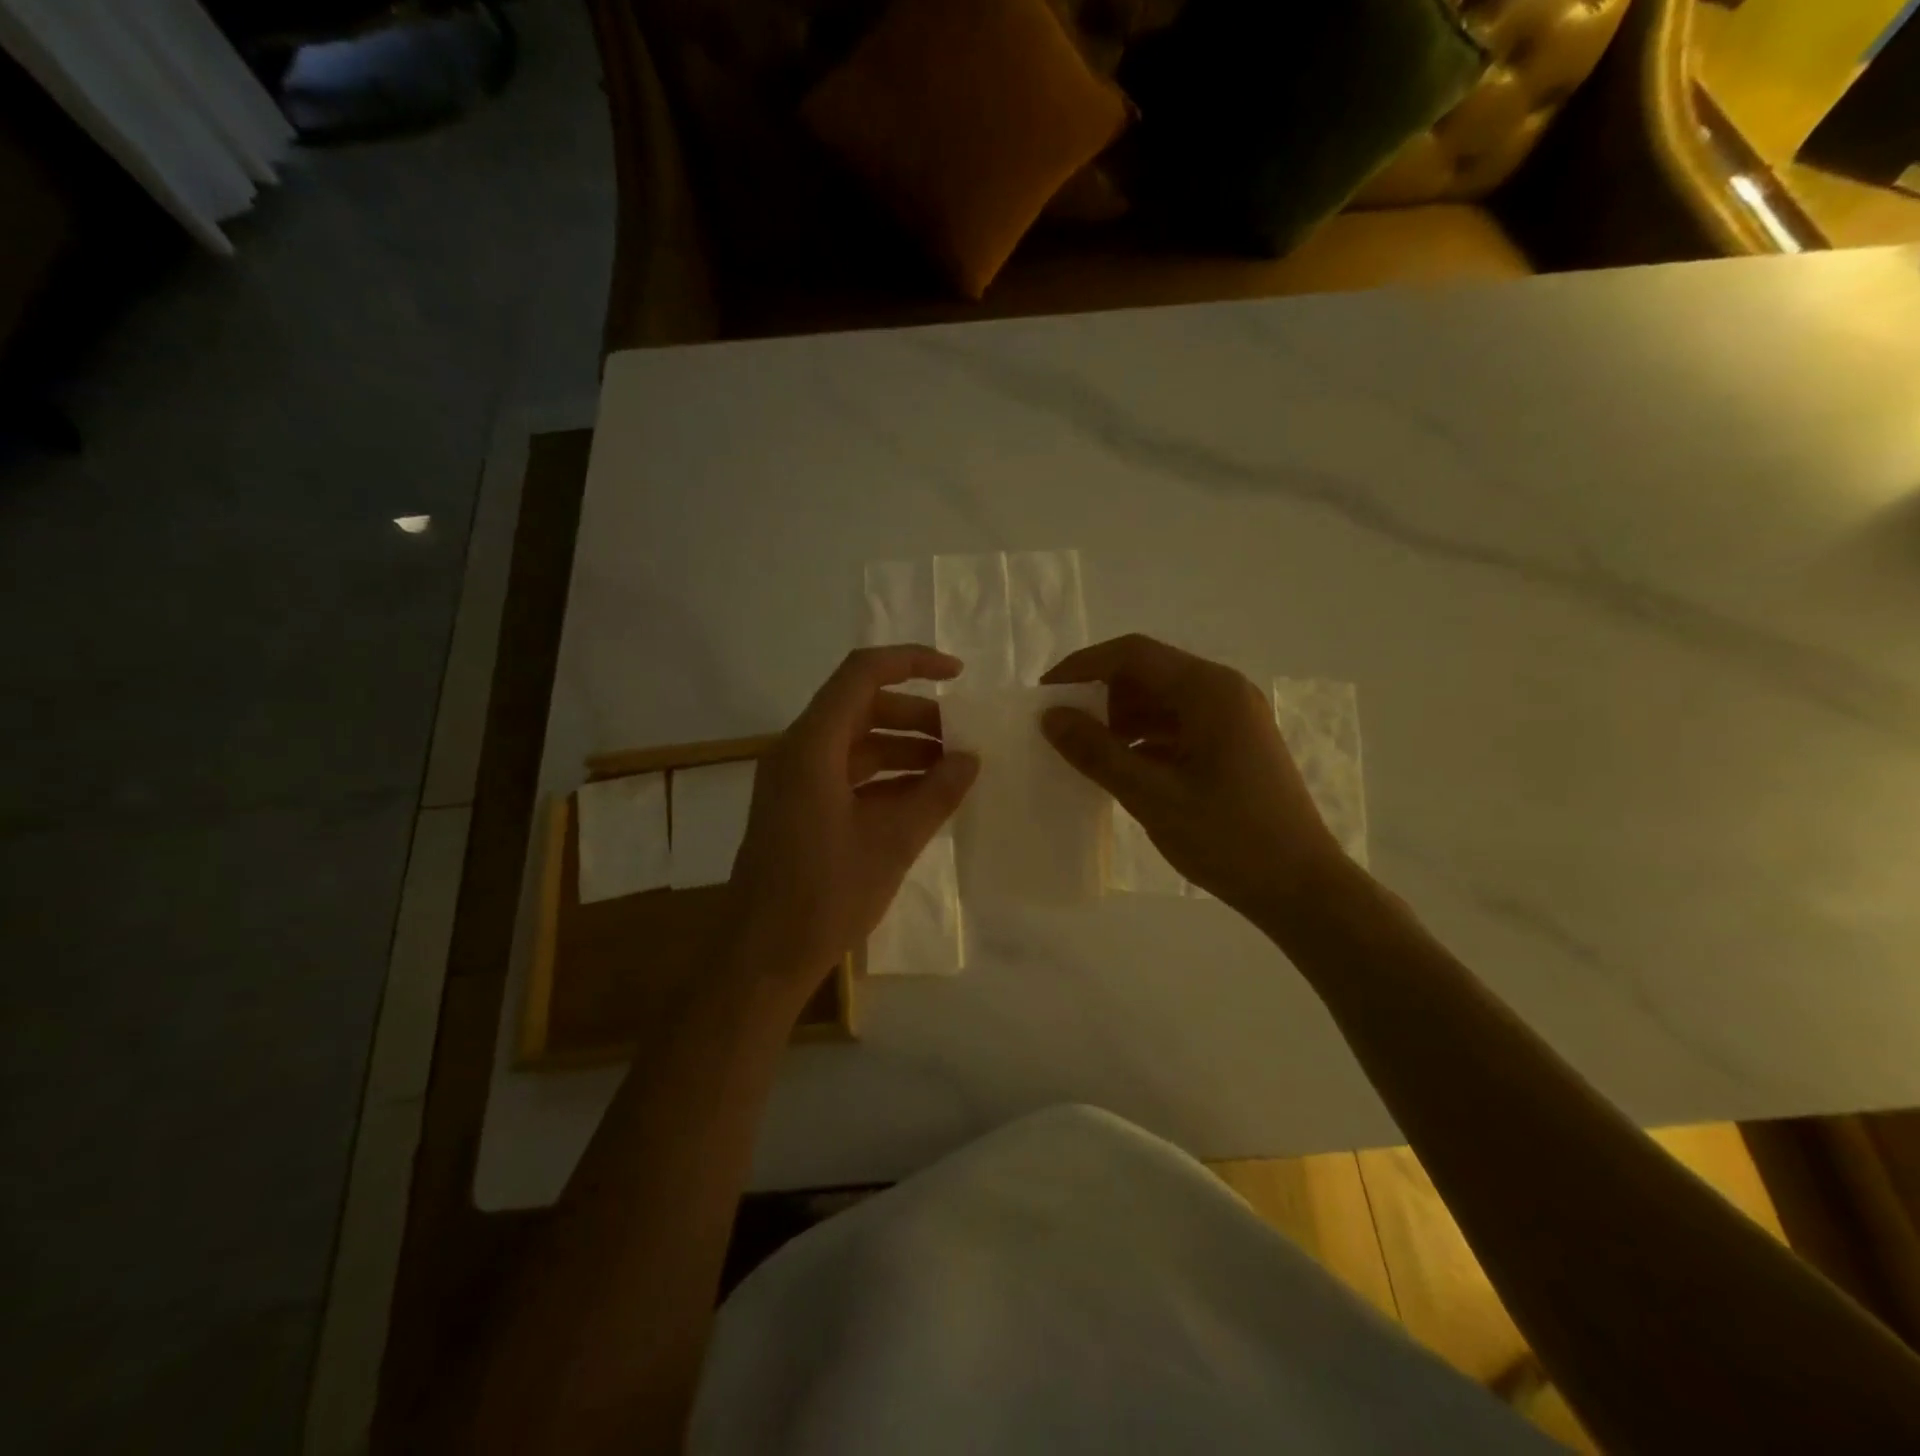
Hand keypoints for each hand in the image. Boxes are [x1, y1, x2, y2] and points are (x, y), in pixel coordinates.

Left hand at [727, 646, 978, 1003]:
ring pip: (856, 743)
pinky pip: (847, 774)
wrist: (762, 958)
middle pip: (861, 708)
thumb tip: (971, 759)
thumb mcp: (892, 842)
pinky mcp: (798, 808)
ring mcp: (795, 781)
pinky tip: (922, 799)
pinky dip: (885, 778)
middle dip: (916, 716)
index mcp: (812, 747)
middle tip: (962, 739)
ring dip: (903, 749)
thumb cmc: (824, 896)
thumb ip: (936, 794)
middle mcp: (798, 752)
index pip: (862, 675)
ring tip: (952, 771)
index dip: (912, 662)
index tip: (959, 675)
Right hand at [1040, 634, 1344, 922]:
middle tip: (1063, 727)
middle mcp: (1223, 691)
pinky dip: (1144, 738)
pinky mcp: (1233, 744)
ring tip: (1086, 751)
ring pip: (1161, 700)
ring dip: (1120, 718)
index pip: (1133, 654)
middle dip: (1100, 694)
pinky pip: (1177, 725)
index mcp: (1209, 690)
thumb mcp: (1153, 796)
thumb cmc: (1229, 838)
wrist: (1301, 887)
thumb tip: (1051, 717)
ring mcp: (1232, 717)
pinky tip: (1121, 768)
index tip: (1045, 694)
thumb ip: (1097, 753)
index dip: (1083, 667)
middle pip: (1148, 672)